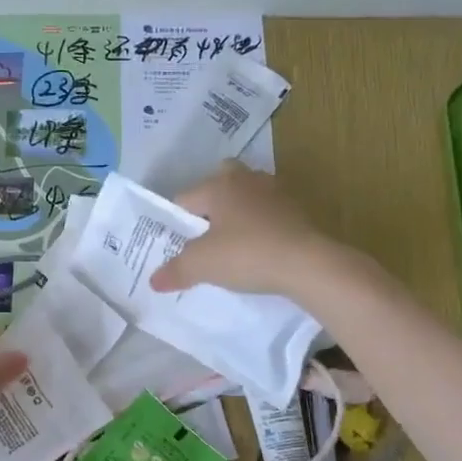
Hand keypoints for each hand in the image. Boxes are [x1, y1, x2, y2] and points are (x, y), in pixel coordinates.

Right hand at [150, 162, 332, 295]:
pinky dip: (259, 226)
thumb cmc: (247, 254)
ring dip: (237, 214)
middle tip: (205, 236)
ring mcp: (275, 191)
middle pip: (218, 184)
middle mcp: (246, 178)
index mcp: (219, 184)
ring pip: (245, 196)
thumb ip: (175, 271)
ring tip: (231, 245)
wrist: (308, 264)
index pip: (184, 198)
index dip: (177, 223)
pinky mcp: (297, 209)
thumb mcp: (202, 265)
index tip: (178, 246)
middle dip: (210, 206)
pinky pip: (267, 212)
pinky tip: (258, 250)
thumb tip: (153, 281)